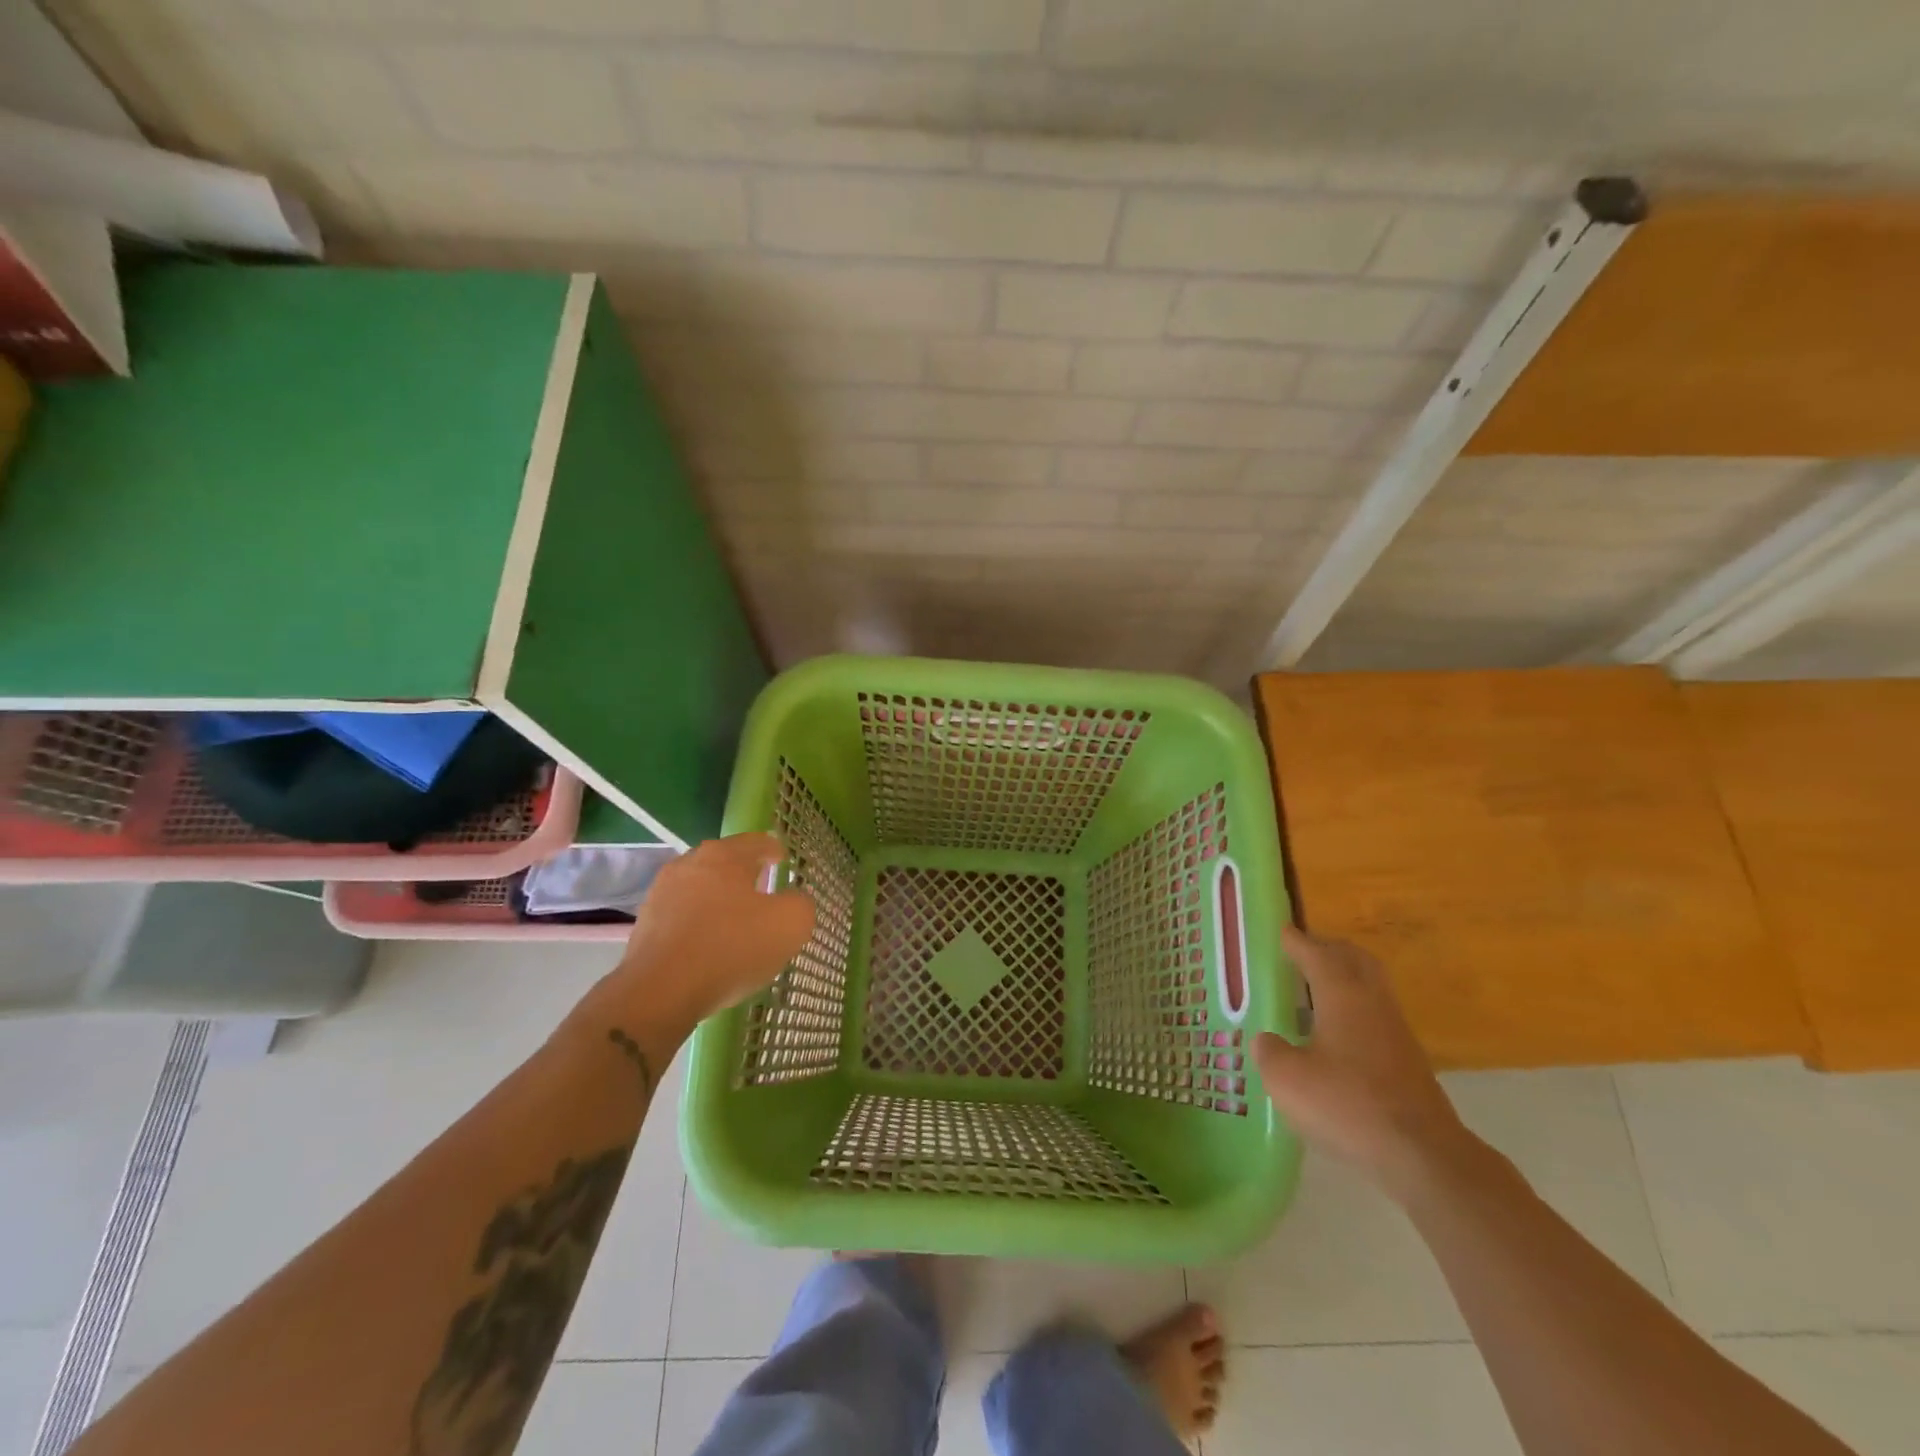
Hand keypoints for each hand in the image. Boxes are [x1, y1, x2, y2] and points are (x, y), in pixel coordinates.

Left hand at [578, 833, 815, 1047]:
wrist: (660, 992)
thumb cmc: (731, 947)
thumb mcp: (790, 925)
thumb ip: (801, 904)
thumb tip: (793, 900)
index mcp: (724, 855)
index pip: (756, 841)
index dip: (773, 850)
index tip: (782, 860)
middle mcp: (689, 864)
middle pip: (724, 862)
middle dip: (745, 874)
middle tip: (763, 891)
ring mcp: (661, 894)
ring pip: (701, 888)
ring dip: (719, 900)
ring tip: (736, 923)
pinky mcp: (645, 925)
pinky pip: (683, 916)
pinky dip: (699, 923)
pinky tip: (710, 946)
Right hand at [1254, 925, 1471, 1198]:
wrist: (1423, 1154)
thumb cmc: (1348, 1104)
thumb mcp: (1288, 1079)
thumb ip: (1271, 1052)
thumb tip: (1268, 1041)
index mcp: (1342, 994)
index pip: (1316, 953)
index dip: (1296, 941)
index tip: (1281, 931)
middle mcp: (1372, 1002)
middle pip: (1354, 959)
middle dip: (1327, 949)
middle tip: (1302, 952)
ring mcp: (1395, 1031)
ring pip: (1369, 986)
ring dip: (1344, 978)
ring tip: (1314, 989)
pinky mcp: (1408, 1060)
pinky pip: (1376, 1015)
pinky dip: (1354, 1008)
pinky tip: (1335, 1033)